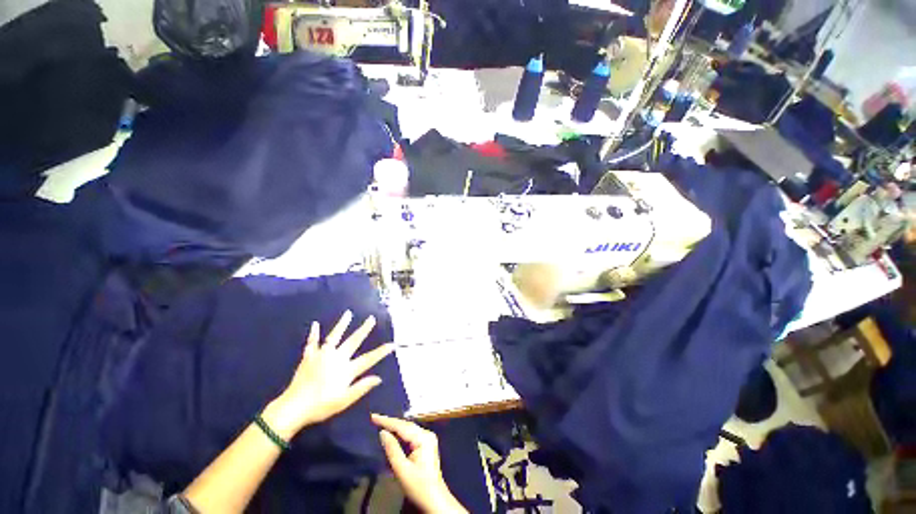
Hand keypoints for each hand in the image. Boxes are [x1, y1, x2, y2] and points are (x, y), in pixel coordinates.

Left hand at [263, 311, 393, 439]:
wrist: (294, 408)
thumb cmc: (321, 406)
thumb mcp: (344, 401)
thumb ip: (361, 388)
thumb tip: (378, 378)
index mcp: (346, 369)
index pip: (368, 359)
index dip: (381, 352)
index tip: (392, 344)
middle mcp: (336, 358)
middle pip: (353, 341)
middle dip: (364, 330)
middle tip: (371, 319)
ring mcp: (322, 355)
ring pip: (334, 336)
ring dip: (342, 324)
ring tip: (348, 313)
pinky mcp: (309, 357)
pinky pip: (312, 343)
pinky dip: (314, 334)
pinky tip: (315, 324)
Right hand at [372, 414, 466, 513]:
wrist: (435, 501)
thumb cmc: (419, 487)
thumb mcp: (402, 470)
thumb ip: (392, 450)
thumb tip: (382, 432)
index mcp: (423, 438)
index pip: (402, 426)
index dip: (387, 421)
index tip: (373, 416)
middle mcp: (427, 434)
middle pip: (406, 425)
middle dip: (390, 422)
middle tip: (374, 418)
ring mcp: (428, 439)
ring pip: (408, 429)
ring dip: (395, 427)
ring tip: (380, 422)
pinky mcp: (426, 445)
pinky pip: (411, 435)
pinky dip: (400, 434)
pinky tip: (392, 433)